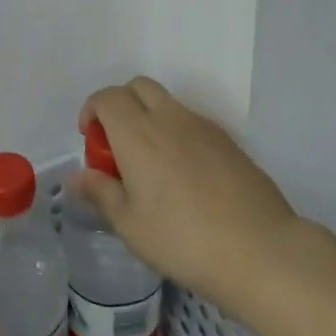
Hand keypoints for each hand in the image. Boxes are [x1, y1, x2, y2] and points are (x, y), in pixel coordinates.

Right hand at [74, 77, 300, 313]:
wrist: (258, 249)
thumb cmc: (182, 239)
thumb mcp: (129, 224)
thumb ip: (100, 192)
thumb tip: (76, 176)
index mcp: (138, 133)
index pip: (107, 97)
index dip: (92, 110)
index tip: (90, 140)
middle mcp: (169, 118)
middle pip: (138, 87)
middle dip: (120, 104)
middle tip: (117, 145)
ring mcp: (203, 126)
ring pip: (168, 102)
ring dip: (150, 117)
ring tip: (151, 163)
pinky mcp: (228, 141)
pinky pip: (192, 122)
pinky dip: (177, 132)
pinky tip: (184, 175)